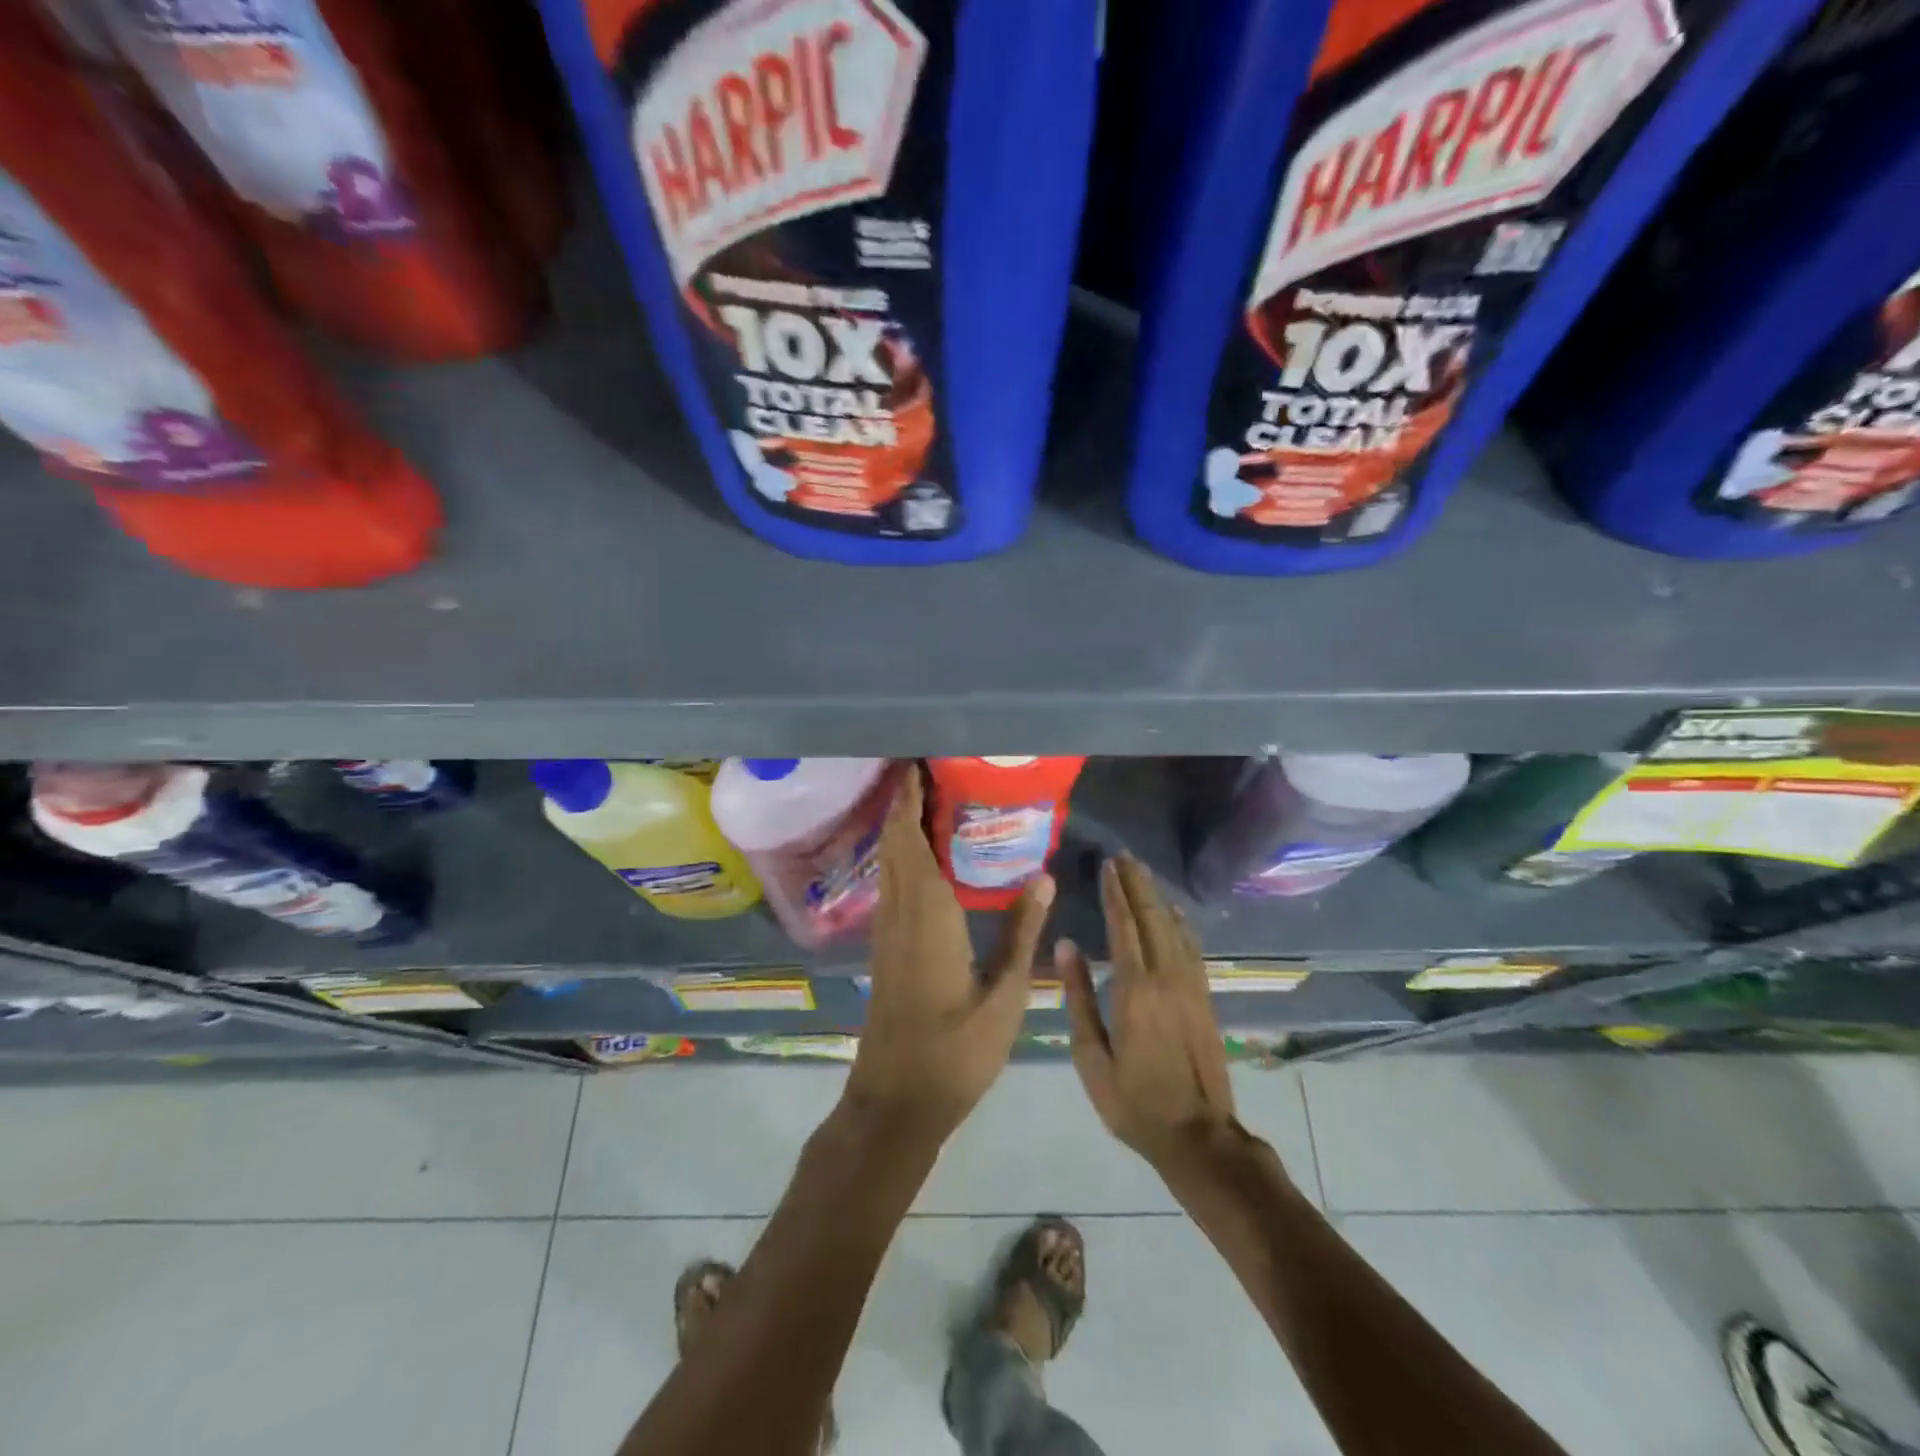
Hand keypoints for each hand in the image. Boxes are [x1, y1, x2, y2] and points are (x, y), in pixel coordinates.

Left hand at [846, 766, 1053, 1144]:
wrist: (895, 1102)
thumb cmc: (955, 1053)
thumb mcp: (1004, 996)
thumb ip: (1022, 933)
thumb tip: (1042, 876)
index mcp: (927, 917)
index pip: (912, 842)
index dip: (910, 802)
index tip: (918, 766)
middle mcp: (899, 914)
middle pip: (893, 845)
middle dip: (902, 804)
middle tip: (926, 771)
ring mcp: (886, 932)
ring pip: (887, 864)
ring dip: (898, 828)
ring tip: (924, 801)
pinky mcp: (884, 949)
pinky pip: (889, 885)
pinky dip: (898, 857)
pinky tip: (919, 858)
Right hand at [1059, 854, 1237, 1173]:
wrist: (1198, 1136)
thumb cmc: (1134, 1101)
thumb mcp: (1092, 1057)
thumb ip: (1079, 997)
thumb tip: (1066, 945)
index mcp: (1134, 989)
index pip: (1124, 926)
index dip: (1115, 893)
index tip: (1106, 866)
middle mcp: (1166, 977)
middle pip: (1152, 917)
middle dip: (1137, 884)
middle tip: (1123, 857)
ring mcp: (1191, 985)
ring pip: (1174, 928)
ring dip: (1157, 897)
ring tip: (1142, 873)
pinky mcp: (1204, 997)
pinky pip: (1192, 947)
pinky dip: (1181, 923)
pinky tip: (1174, 912)